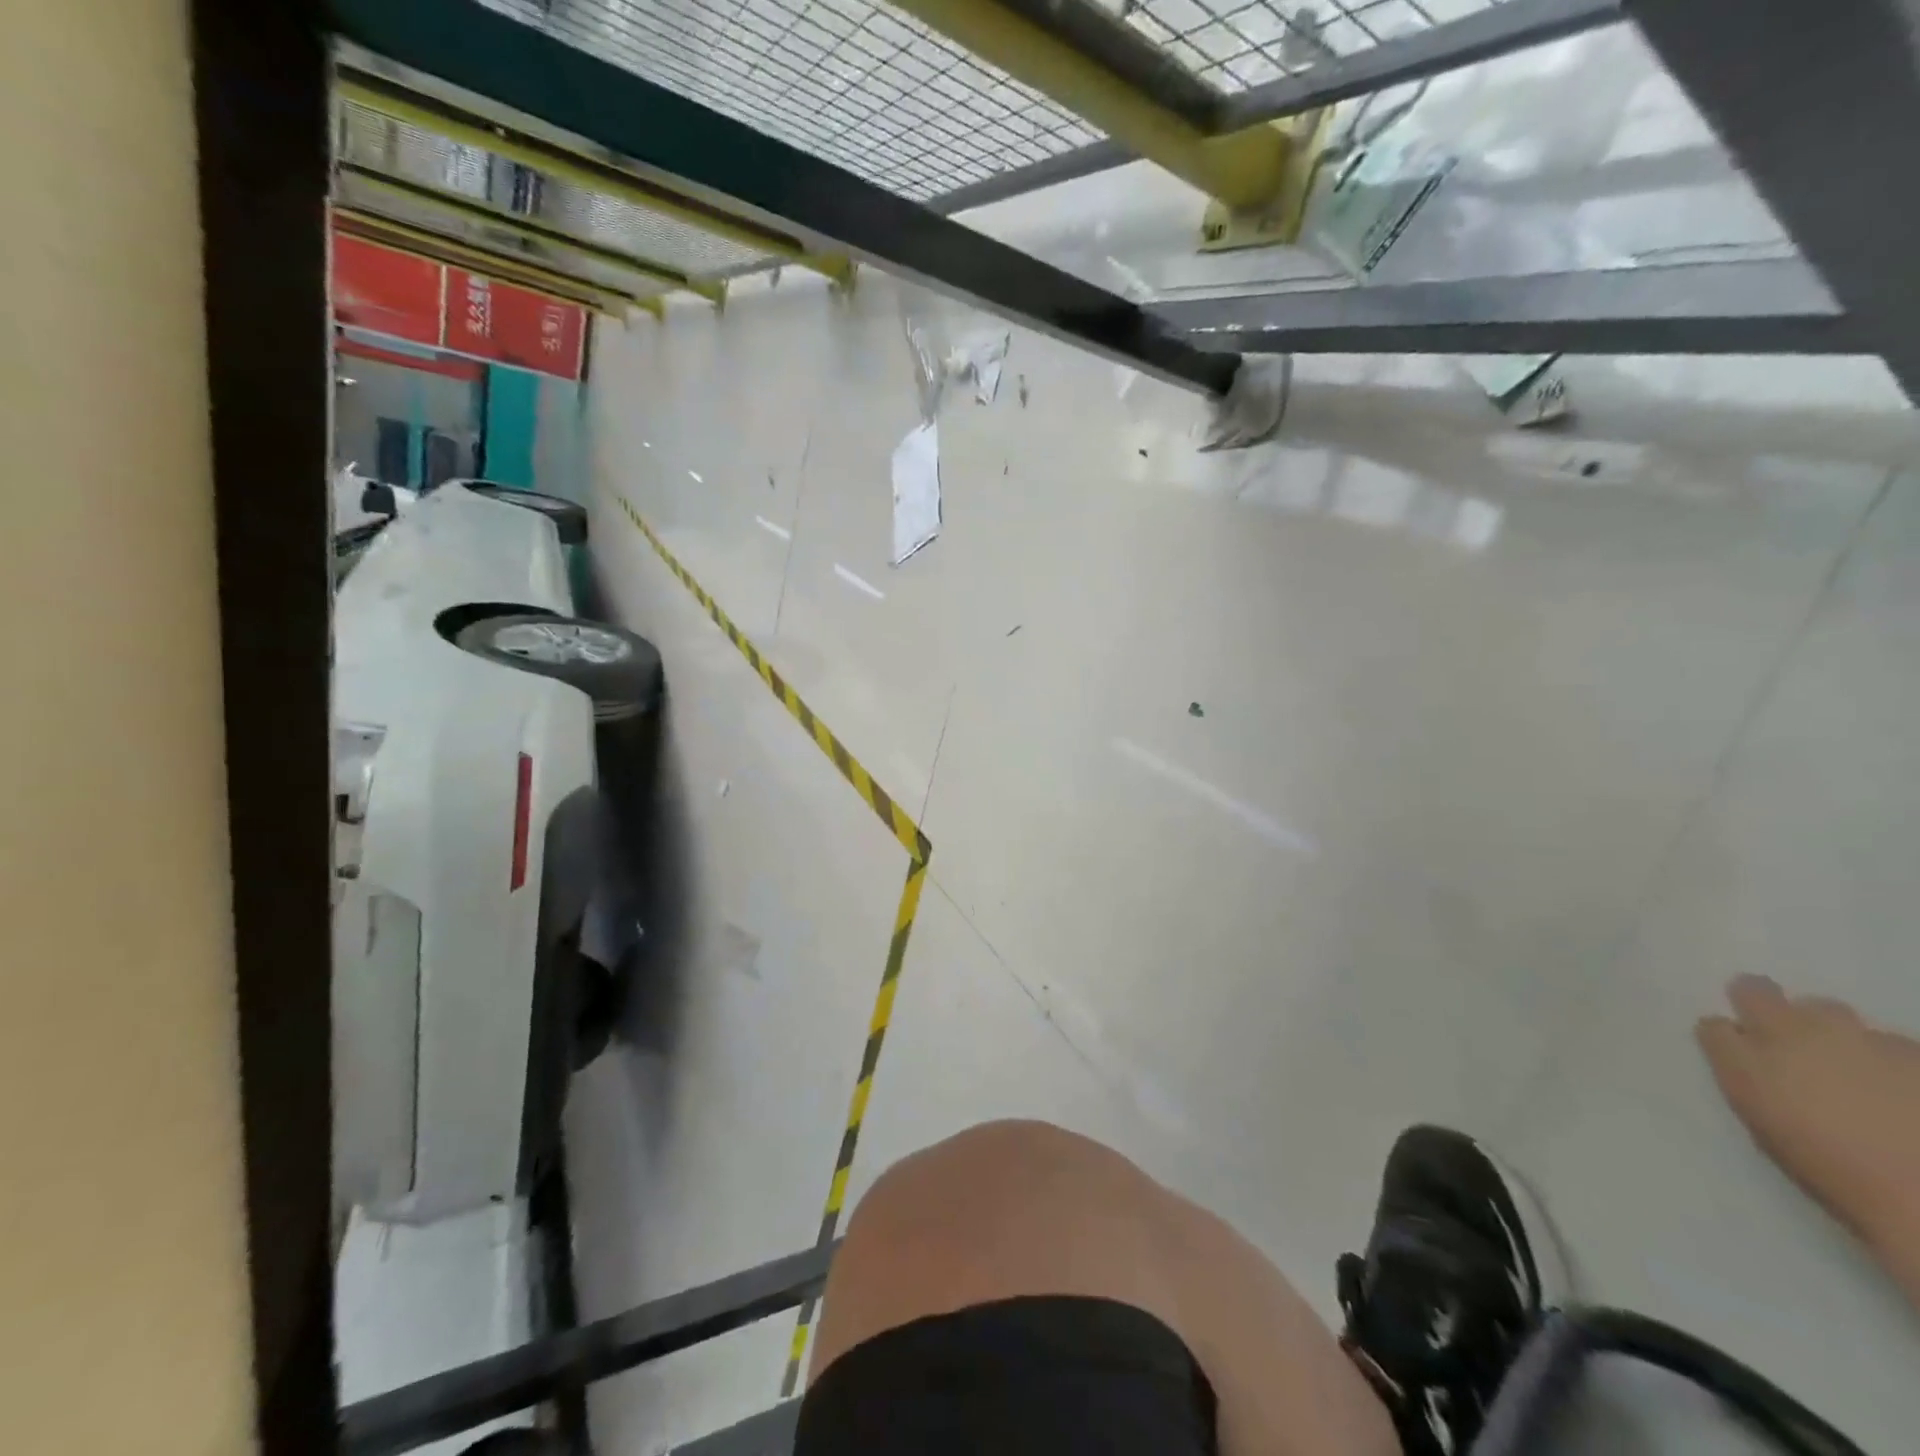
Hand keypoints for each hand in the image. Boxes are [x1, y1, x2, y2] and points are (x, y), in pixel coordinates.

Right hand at [1698, 977, 1919, 1261]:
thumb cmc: (1841, 1177)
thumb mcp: (1773, 1130)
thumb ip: (1749, 1079)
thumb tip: (1726, 1041)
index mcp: (1750, 1057)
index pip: (1716, 1022)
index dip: (1726, 1034)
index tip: (1735, 1049)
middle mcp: (1795, 1032)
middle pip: (1760, 994)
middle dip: (1763, 1005)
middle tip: (1779, 1032)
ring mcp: (1862, 1039)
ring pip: (1832, 1013)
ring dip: (1833, 1031)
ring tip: (1850, 1065)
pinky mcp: (1915, 1055)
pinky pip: (1892, 1042)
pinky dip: (1888, 1054)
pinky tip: (1897, 1083)